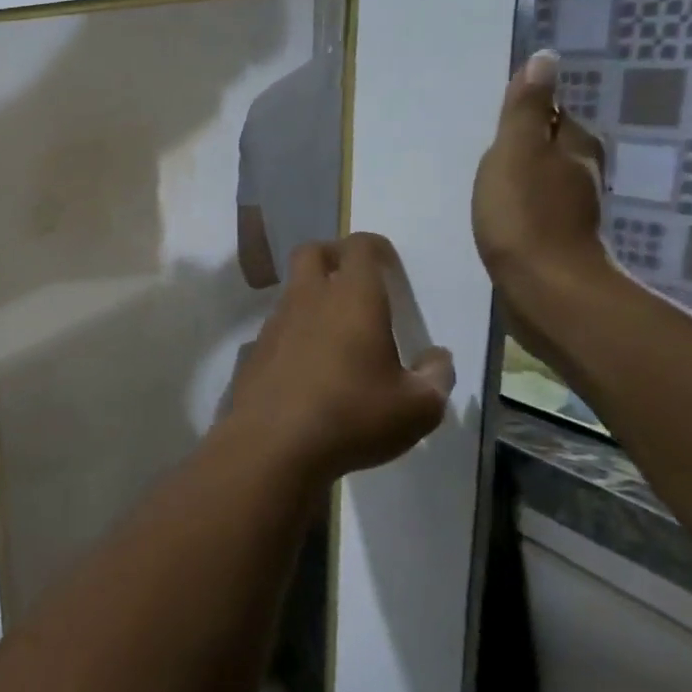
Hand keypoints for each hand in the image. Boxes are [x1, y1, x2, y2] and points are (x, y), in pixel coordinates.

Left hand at [228, 233, 453, 479]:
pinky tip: (309, 369)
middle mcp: (308, 299)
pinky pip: (277, 327)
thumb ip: (436, 377)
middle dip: (334, 257)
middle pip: (312, 252)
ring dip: (313, 298)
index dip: (376, 249)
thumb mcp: (417, 407)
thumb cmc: (353, 417)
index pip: (360, 246)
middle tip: (357, 286)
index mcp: (353, 298)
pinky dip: (294, 333)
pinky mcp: (254, 350)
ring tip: (337, 336)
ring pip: (291, 290)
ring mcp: (274, 323)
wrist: (273, 445)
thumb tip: (437, 359)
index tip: (390, 270)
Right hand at [472, 49, 612, 304]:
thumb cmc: (524, 213)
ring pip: (541, 180)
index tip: (492, 123)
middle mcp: (583, 173)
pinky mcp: (557, 240)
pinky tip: (495, 218)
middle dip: (520, 146)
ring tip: (482, 185)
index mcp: (575, 145)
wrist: (543, 288)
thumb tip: (545, 58)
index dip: (523, 115)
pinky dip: (517, 208)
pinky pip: (533, 210)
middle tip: (480, 153)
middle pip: (548, 147)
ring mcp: (573, 209)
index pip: (551, 114)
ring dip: (518, 179)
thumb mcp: (516, 151)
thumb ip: (526, 108)